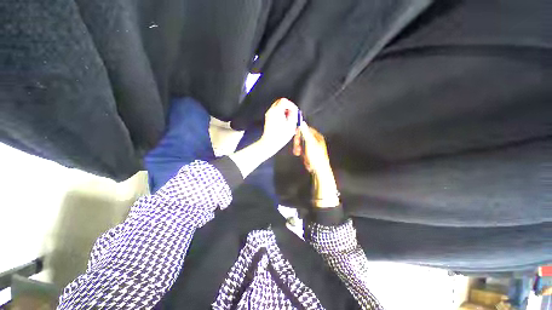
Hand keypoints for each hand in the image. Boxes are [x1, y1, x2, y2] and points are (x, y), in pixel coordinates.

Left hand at [259, 98, 298, 155]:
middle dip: (288, 107)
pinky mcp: (268, 120)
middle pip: (280, 103)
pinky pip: (275, 113)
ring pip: (278, 108)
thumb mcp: (291, 125)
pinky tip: (285, 123)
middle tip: (293, 114)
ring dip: (285, 112)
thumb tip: (295, 111)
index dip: (292, 105)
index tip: (295, 111)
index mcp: (277, 110)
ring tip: (289, 120)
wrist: (270, 143)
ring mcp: (269, 115)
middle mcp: (271, 111)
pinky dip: (281, 115)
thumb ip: (294, 115)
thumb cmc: (280, 136)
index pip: (284, 101)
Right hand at [294, 122, 338, 207]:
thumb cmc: (315, 156)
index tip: (295, 136)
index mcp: (316, 136)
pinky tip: (299, 155)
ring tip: (297, 153)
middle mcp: (314, 140)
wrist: (319, 170)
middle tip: (296, 146)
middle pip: (302, 136)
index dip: (299, 131)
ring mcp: (311, 147)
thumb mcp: (309, 143)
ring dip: (297, 147)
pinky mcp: (308, 152)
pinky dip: (299, 151)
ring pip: (300, 143)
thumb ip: (305, 132)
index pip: (306, 129)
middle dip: (297, 141)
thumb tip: (301, 122)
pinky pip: (301, 149)